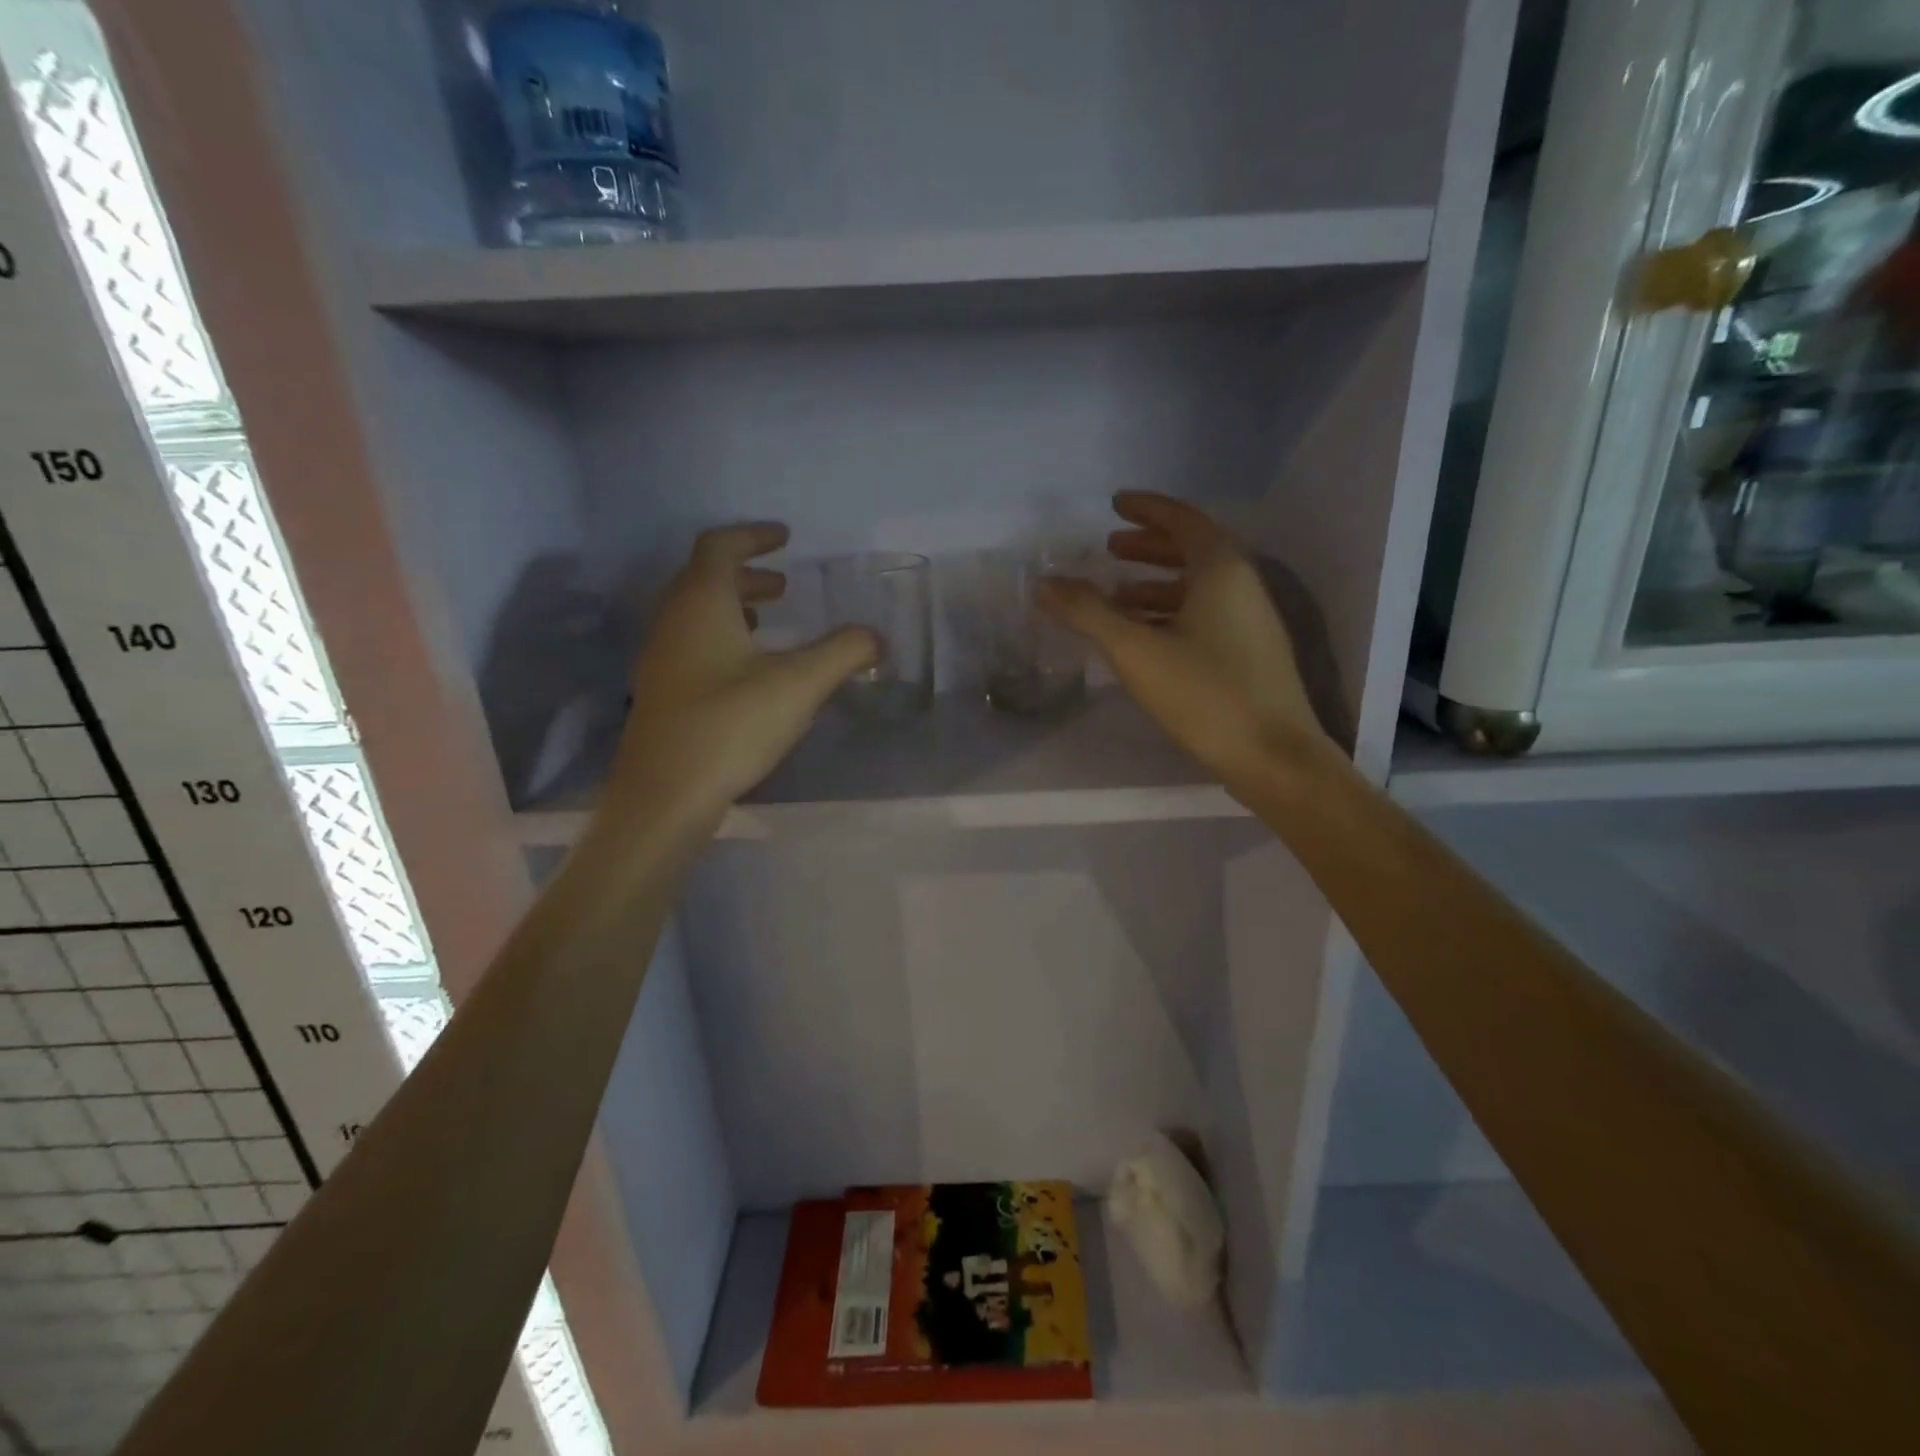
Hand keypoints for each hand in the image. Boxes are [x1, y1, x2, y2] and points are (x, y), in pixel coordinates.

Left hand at [606, 525, 876, 828]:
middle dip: (747, 574)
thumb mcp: (800, 685)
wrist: (665, 795)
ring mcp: (661, 659)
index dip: (753, 536)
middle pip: (704, 578)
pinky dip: (722, 638)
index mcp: (701, 603)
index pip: (720, 546)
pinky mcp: (662, 692)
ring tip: (769, 622)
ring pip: (696, 613)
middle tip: (785, 587)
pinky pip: (692, 644)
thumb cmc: (730, 726)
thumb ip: (844, 653)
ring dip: (733, 607)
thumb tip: (876, 638)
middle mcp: (673, 621)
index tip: (784, 538)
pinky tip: (748, 670)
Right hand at [1038, 493, 1326, 786]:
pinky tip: (1145, 637)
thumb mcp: (1136, 650)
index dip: (1147, 509)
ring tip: (1116, 595)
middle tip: (1109, 548)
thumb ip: (1088, 613)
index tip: (1116, 505)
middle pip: (1192, 550)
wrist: (1274, 756)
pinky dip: (1170, 612)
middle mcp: (1242, 586)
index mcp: (1221, 570)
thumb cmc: (1205, 694)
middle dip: (1148, 546)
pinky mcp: (1248, 653)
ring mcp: (1250, 621)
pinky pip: (1204, 614)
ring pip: (1197, 586)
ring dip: (1155, 583)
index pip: (1183, 520)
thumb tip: (1045, 583)